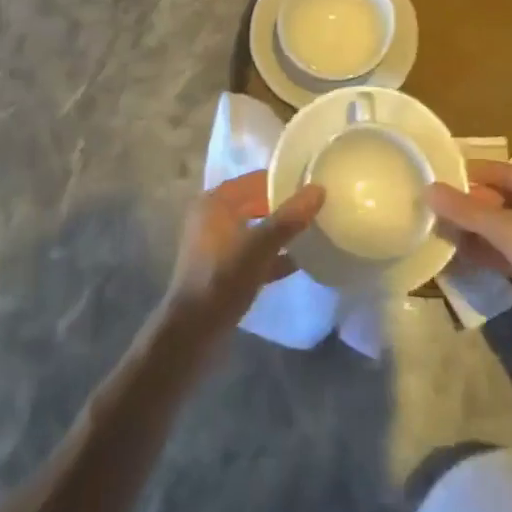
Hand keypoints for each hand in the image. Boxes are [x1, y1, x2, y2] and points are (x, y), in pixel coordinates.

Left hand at [163, 172, 324, 334]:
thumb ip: (290, 217)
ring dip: (279, 232)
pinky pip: (252, 253)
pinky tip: (298, 262)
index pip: (256, 179)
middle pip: (256, 203)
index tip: (313, 184)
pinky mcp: (221, 269)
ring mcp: (215, 244)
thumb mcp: (261, 245)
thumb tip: (318, 188)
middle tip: (317, 208)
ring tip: (312, 232)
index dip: (284, 180)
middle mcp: (212, 216)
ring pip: (255, 229)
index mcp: (216, 201)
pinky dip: (271, 255)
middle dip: (284, 207)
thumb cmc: (224, 277)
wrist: (193, 331)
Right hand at [428, 160, 511, 344]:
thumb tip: (427, 189)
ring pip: (496, 228)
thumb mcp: (506, 229)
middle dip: (463, 207)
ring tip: (435, 236)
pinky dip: (483, 254)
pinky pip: (503, 253)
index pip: (493, 170)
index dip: (464, 174)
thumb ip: (465, 211)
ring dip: (471, 232)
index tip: (432, 180)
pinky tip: (457, 260)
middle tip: (428, 213)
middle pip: (493, 199)